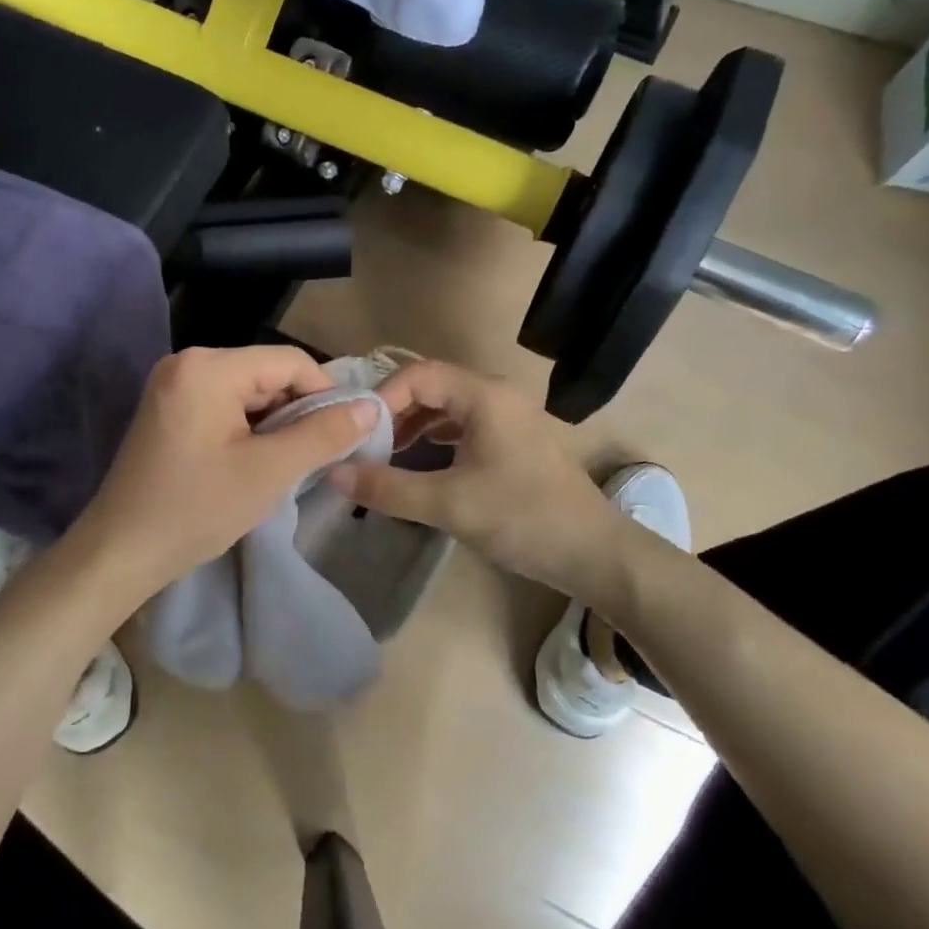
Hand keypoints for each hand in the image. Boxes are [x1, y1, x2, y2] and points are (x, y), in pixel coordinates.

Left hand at [63, 346, 379, 607]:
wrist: (119, 552)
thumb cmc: (196, 510)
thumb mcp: (269, 472)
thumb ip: (323, 435)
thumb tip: (369, 408)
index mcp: (208, 367)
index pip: (289, 361)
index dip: (325, 394)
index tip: (344, 434)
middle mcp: (187, 362)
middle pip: (266, 372)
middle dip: (298, 410)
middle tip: (317, 454)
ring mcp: (173, 383)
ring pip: (247, 389)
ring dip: (274, 421)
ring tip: (287, 461)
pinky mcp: (168, 406)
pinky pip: (224, 403)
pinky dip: (248, 426)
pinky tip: (255, 459)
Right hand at [330, 360, 622, 595]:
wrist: (595, 553)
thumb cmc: (522, 518)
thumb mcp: (448, 504)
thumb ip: (388, 487)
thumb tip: (333, 473)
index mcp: (485, 395)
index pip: (418, 374)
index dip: (382, 398)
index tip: (357, 433)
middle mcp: (497, 395)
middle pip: (431, 387)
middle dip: (394, 413)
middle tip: (364, 445)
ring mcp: (509, 416)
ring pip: (447, 407)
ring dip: (413, 427)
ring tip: (384, 457)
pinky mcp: (513, 440)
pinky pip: (463, 426)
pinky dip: (435, 439)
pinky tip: (418, 466)